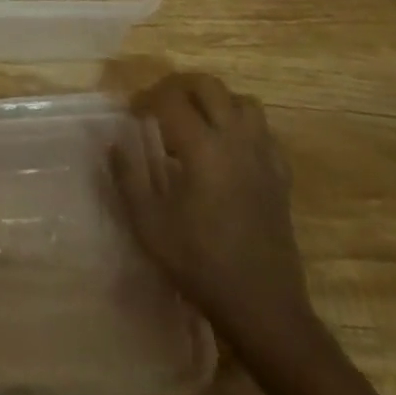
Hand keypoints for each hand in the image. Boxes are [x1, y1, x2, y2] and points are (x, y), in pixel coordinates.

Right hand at [111, 72, 320, 362]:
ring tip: (197, 119)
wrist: (263, 308)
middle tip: (161, 103)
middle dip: (180, 86)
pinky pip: (264, 131)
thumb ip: (128, 178)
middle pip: (209, 86)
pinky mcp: (280, 175)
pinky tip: (230, 148)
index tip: (133, 112)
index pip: (171, 99)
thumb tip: (115, 144)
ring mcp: (262, 156)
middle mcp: (235, 140)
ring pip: (242, 102)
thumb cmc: (201, 265)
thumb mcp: (150, 225)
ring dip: (216, 101)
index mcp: (202, 147)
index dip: (147, 98)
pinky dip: (243, 127)